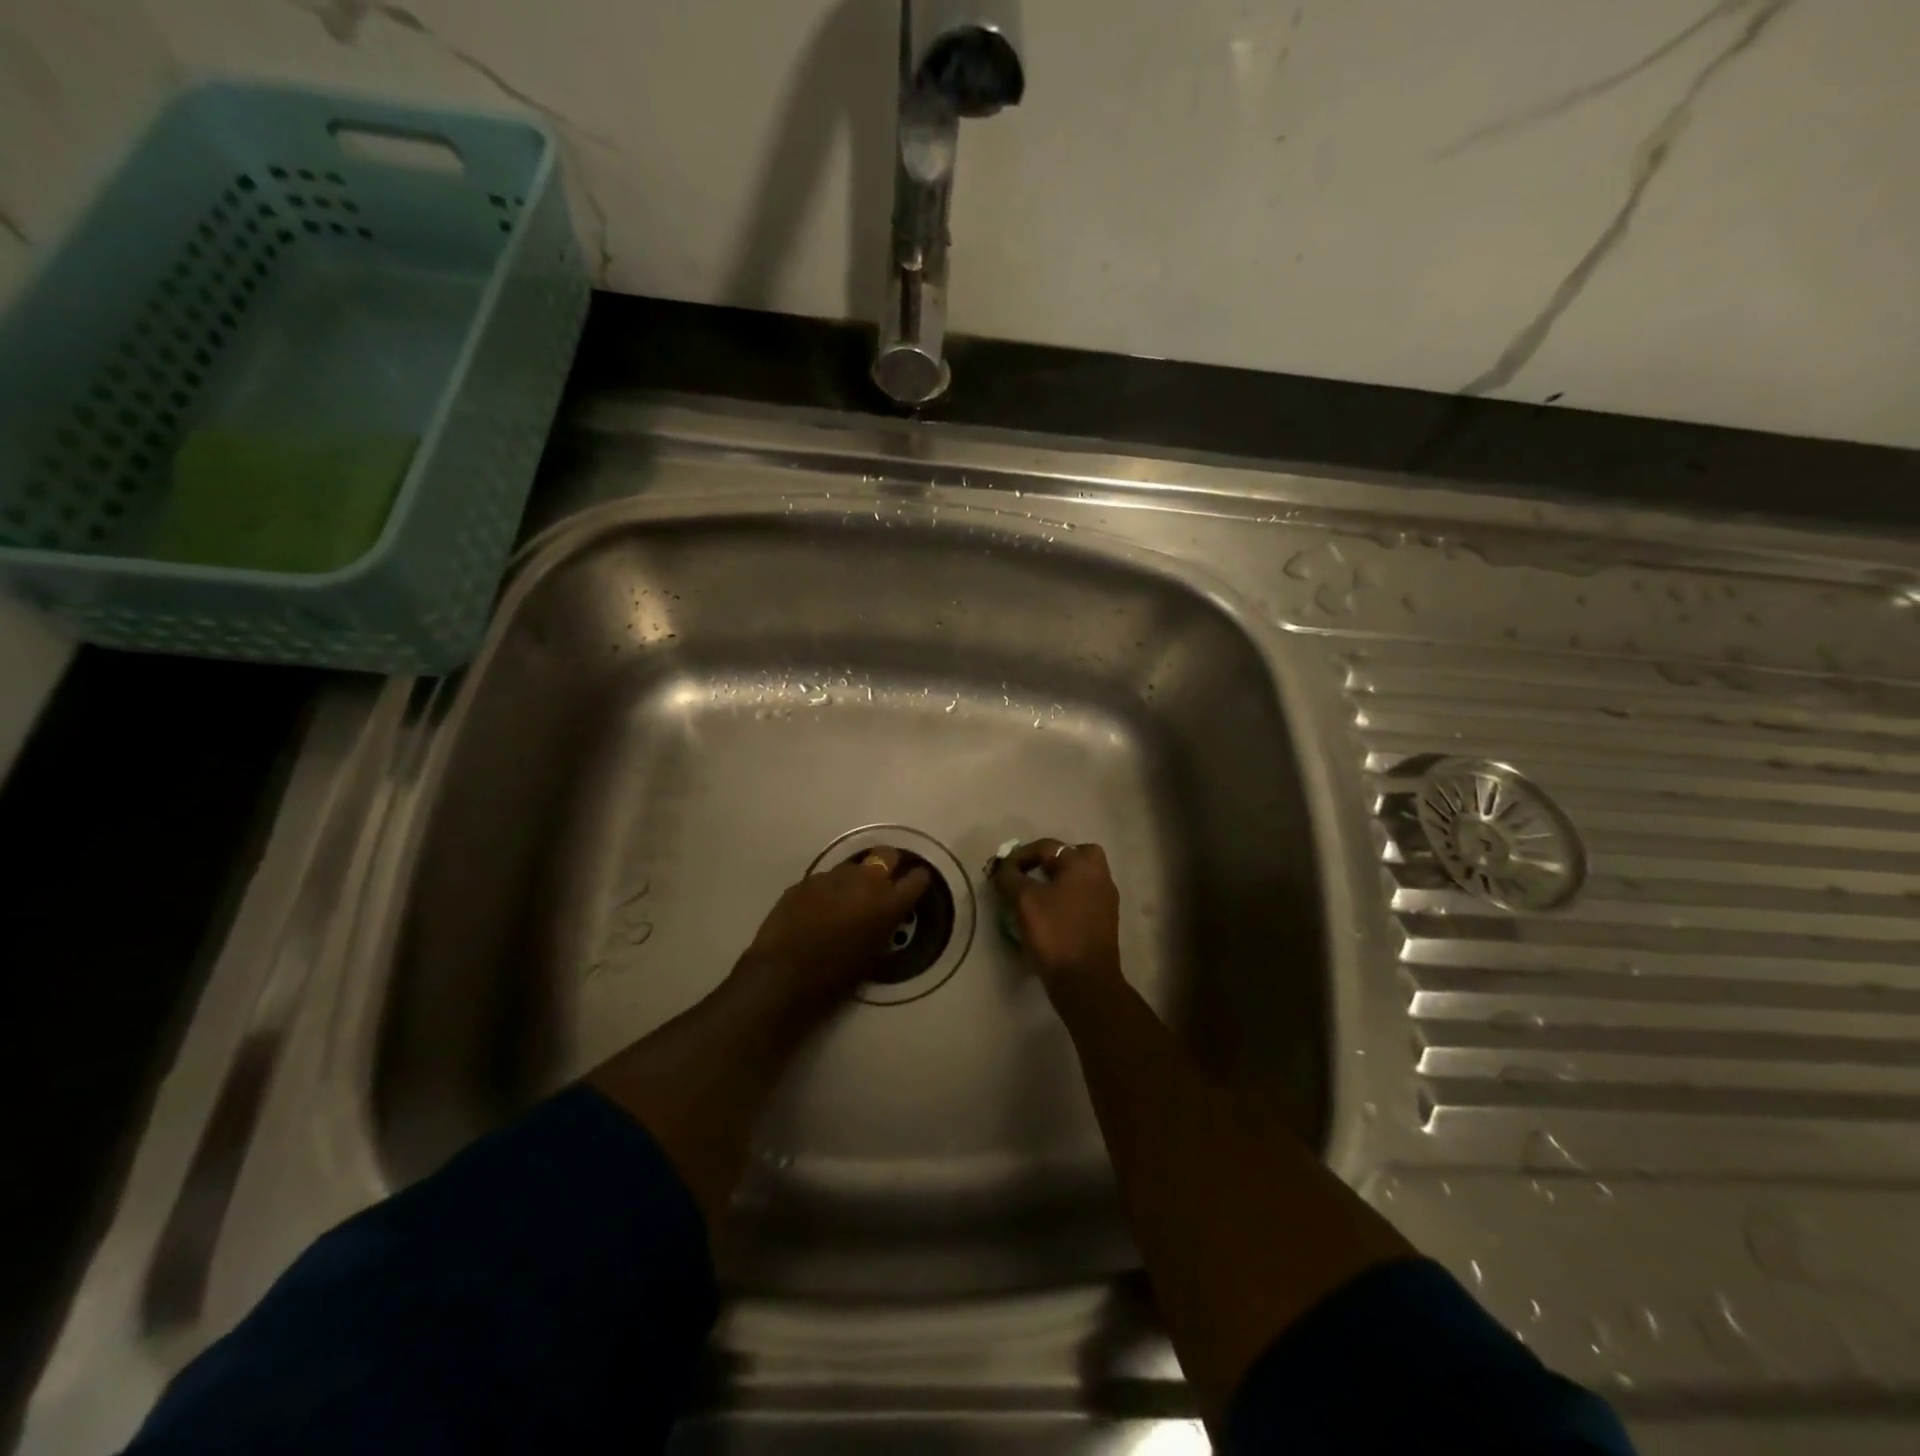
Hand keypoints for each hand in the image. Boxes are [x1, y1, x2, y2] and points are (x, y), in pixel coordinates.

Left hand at [735, 847, 931, 1012]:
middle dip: (888, 865)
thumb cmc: (835, 976)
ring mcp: (832, 876)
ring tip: (844, 902)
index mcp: (887, 903)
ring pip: (853, 866)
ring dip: (854, 880)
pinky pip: (825, 880)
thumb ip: (884, 928)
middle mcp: (864, 880)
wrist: (783, 973)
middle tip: (882, 885)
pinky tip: (817, 911)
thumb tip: (884, 918)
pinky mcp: (806, 880)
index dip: (917, 881)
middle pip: (887, 855)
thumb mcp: (873, 957)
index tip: (914, 886)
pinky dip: (827, 891)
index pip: (917, 878)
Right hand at [991, 839, 1122, 995]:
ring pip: (1081, 878)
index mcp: (1082, 865)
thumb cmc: (1055, 934)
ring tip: (1036, 895)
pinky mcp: (1105, 921)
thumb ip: (1010, 877)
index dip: (1019, 856)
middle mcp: (1099, 876)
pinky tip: (1050, 913)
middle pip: (1075, 855)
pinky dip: (1067, 898)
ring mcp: (1106, 900)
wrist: (1085, 981)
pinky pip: (1084, 897)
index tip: (1000, 872)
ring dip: (1059, 880)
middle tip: (1031, 874)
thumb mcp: (1024, 901)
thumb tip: (1002, 868)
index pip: (1047, 847)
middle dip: (1050, 861)